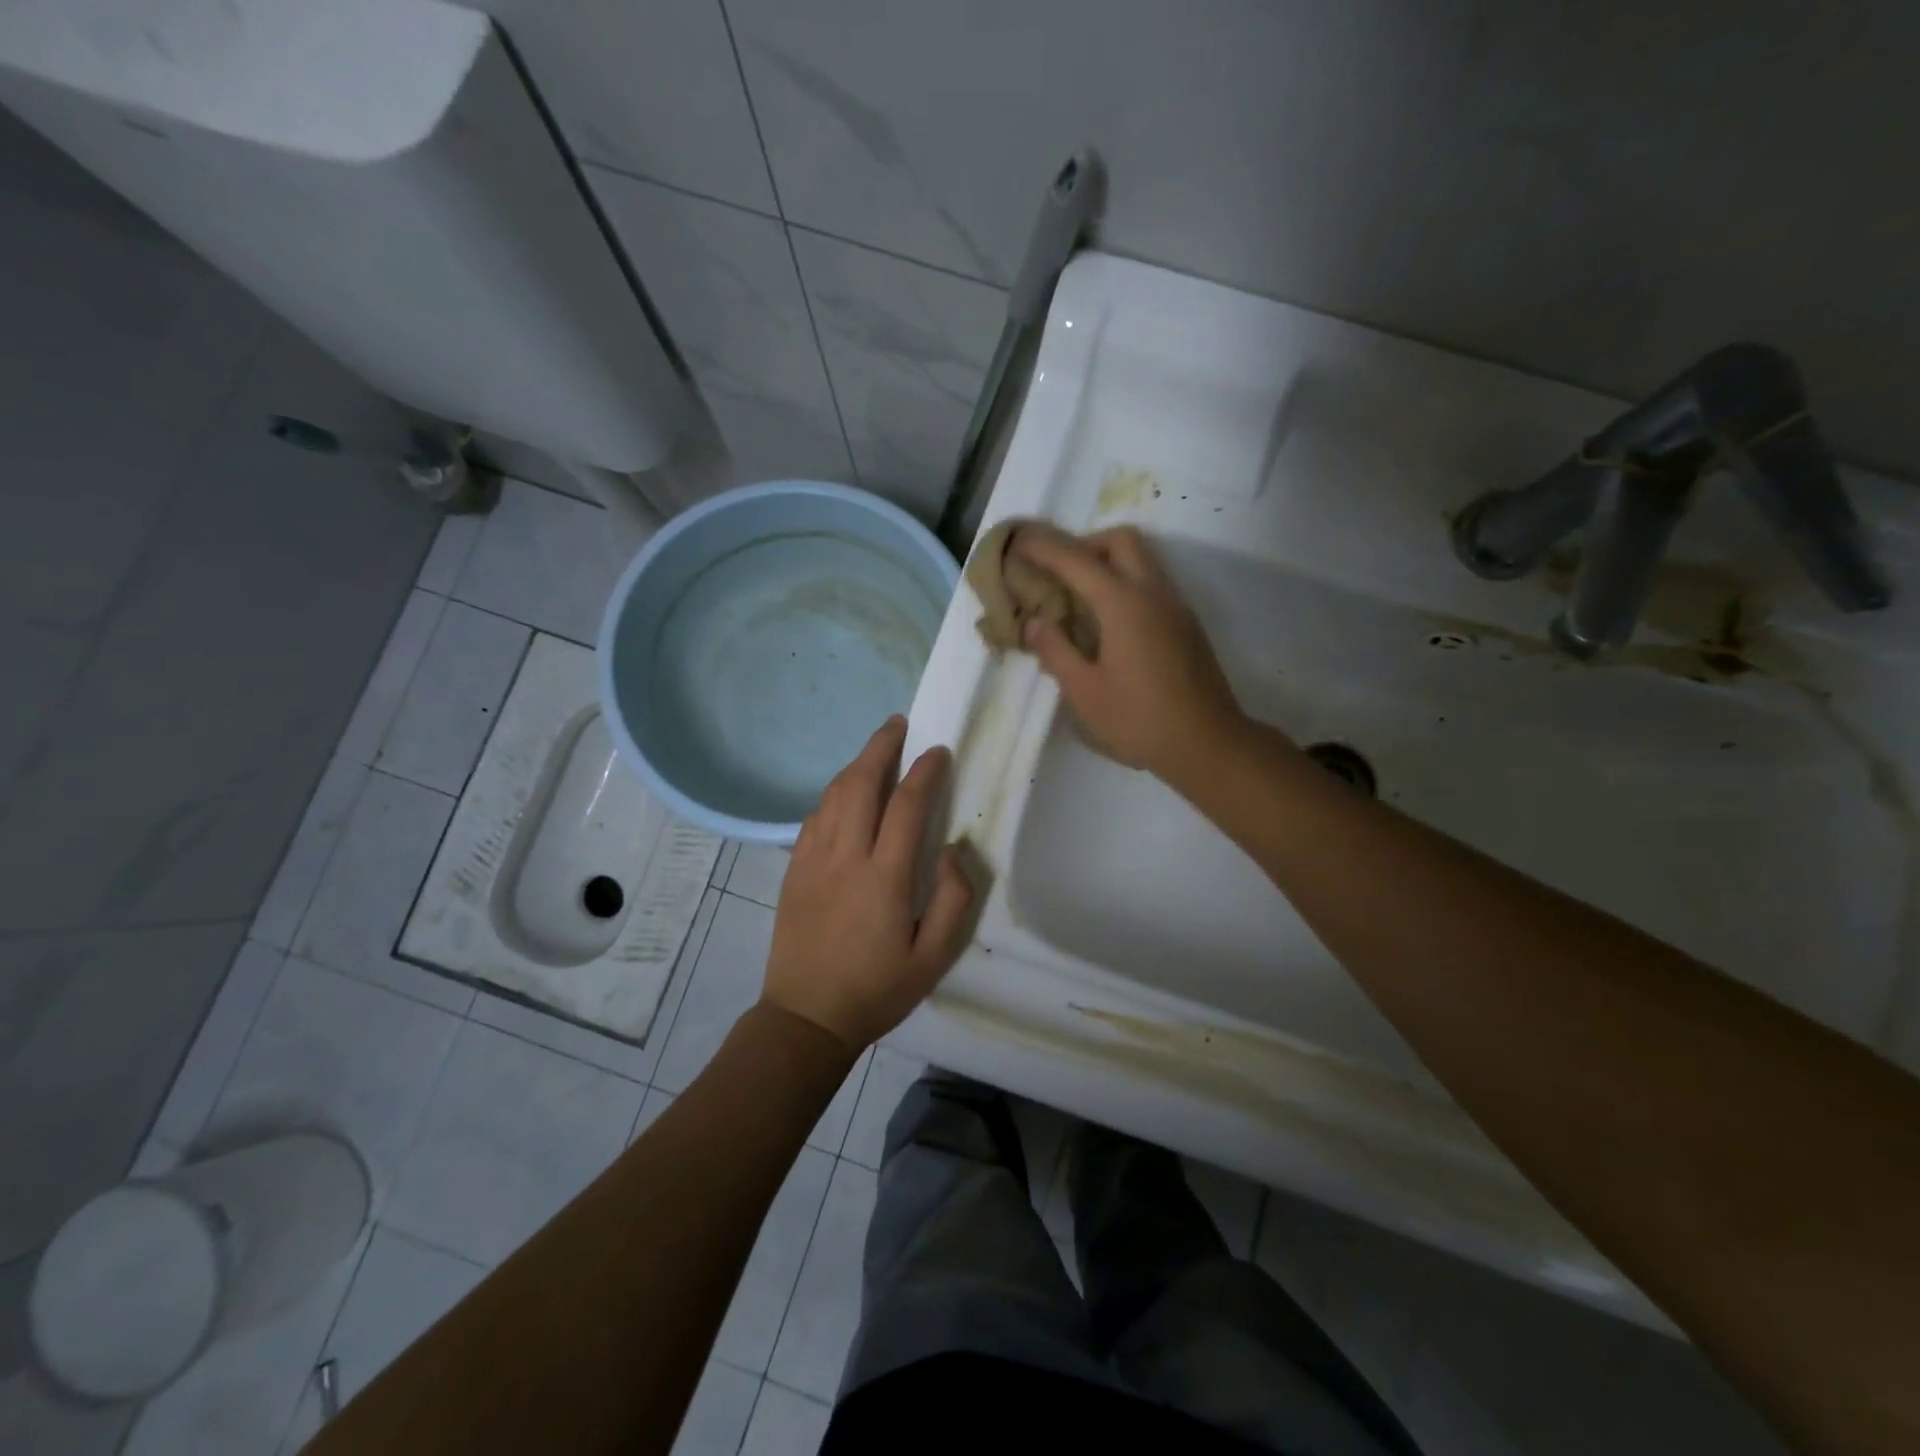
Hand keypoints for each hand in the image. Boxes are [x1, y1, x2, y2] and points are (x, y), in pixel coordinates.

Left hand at [761, 717, 975, 1050]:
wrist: (806, 1017)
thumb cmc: (876, 990)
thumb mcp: (932, 957)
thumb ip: (953, 899)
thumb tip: (953, 850)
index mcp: (883, 877)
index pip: (907, 806)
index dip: (925, 771)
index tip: (939, 751)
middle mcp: (845, 857)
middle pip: (861, 783)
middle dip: (882, 746)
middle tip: (900, 724)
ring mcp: (812, 860)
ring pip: (833, 794)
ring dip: (857, 765)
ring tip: (877, 750)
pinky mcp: (793, 869)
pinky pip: (814, 817)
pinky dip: (834, 794)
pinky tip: (846, 793)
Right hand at [1015, 526, 1246, 779]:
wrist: (1208, 744)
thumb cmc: (1139, 720)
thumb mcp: (1084, 692)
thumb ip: (1056, 650)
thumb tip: (1034, 622)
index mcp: (1124, 604)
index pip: (1076, 560)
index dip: (1044, 548)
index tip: (1019, 544)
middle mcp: (1153, 593)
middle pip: (1120, 541)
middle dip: (1085, 544)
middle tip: (1058, 574)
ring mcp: (1176, 607)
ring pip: (1142, 560)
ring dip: (1108, 563)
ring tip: (1079, 599)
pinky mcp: (1187, 625)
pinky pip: (1153, 585)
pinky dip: (1126, 585)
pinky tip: (1109, 624)